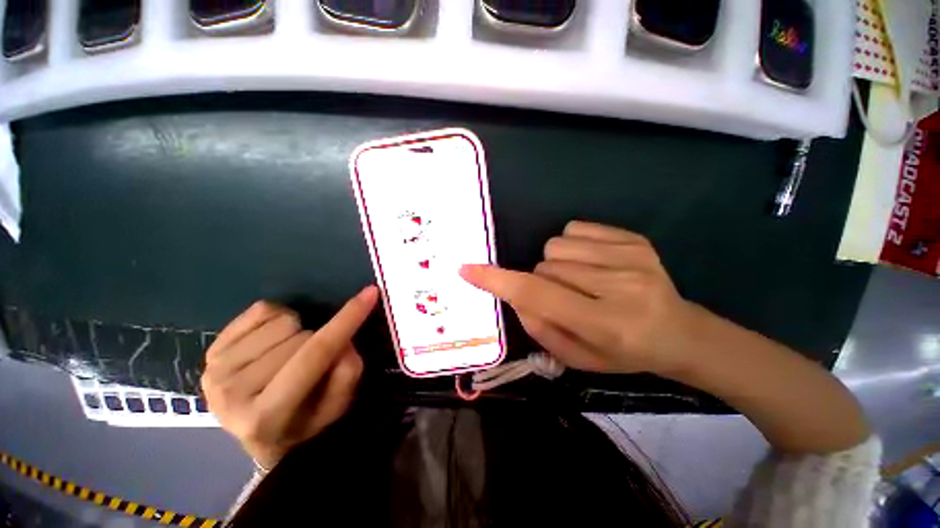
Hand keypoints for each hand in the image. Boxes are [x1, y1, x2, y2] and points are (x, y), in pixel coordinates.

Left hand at [201, 286, 377, 469]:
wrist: (256, 431)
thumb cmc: (304, 422)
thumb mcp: (337, 406)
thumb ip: (347, 372)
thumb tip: (344, 337)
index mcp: (268, 415)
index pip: (315, 354)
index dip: (347, 320)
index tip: (371, 293)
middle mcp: (232, 393)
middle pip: (302, 335)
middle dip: (319, 340)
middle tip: (313, 360)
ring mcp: (216, 370)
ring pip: (283, 321)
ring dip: (299, 331)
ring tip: (291, 354)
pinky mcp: (211, 350)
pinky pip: (261, 309)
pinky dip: (279, 318)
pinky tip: (274, 341)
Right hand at [460, 221, 695, 375]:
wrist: (681, 333)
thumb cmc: (625, 354)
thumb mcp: (577, 357)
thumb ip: (539, 327)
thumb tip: (515, 295)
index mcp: (605, 323)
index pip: (538, 295)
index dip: (499, 281)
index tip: (468, 270)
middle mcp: (618, 285)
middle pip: (544, 267)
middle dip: (540, 282)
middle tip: (564, 298)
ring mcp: (629, 256)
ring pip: (555, 247)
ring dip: (556, 265)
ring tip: (581, 281)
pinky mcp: (634, 238)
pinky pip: (575, 229)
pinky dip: (572, 246)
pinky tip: (593, 263)